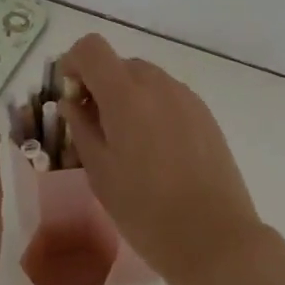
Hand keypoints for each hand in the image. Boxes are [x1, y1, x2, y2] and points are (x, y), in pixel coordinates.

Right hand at [58, 34, 266, 284]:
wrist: (214, 237)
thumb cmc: (146, 210)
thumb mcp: (100, 172)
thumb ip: (82, 128)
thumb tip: (72, 102)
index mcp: (126, 95)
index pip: (91, 48)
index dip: (74, 64)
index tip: (71, 98)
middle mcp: (159, 85)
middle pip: (120, 64)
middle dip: (100, 86)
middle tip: (94, 129)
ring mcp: (187, 98)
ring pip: (147, 80)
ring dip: (128, 98)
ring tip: (127, 145)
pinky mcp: (206, 115)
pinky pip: (170, 97)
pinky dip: (153, 109)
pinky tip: (156, 152)